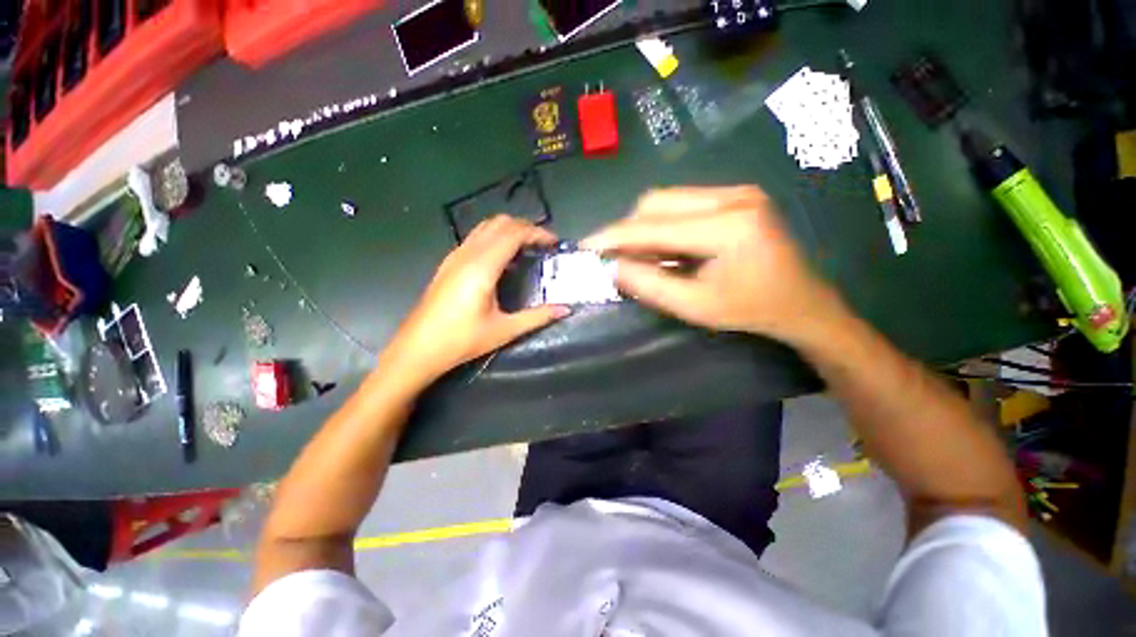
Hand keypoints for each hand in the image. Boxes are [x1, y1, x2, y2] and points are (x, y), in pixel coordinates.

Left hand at [385, 216, 569, 384]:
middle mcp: (467, 254)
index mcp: (482, 267)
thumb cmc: (461, 340)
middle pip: (500, 223)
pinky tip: (503, 261)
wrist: (417, 348)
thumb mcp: (504, 330)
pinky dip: (494, 239)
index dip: (537, 233)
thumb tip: (565, 309)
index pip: (514, 234)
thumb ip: (537, 317)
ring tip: (527, 248)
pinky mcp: (448, 263)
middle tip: (543, 244)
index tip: (554, 242)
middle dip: (525, 227)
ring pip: (485, 227)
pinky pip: (475, 238)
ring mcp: (455, 256)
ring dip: (509, 231)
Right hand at [581, 186, 837, 342]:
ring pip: (667, 200)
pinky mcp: (735, 196)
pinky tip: (661, 247)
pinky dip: (662, 225)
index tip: (585, 246)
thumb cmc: (750, 311)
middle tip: (613, 257)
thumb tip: (612, 267)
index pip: (654, 226)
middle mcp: (733, 196)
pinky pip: (682, 203)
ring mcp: (737, 191)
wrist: (802, 303)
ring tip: (638, 255)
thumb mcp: (695, 307)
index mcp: (728, 226)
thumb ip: (649, 285)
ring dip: (643, 227)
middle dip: (628, 230)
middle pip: (657, 202)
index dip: (614, 236)